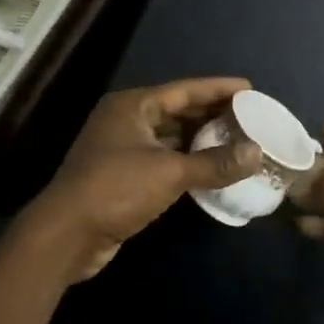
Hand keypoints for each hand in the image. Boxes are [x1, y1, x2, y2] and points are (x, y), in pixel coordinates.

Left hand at [25, 77, 260, 280]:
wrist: (66, 236)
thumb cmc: (116, 189)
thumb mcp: (169, 172)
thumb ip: (214, 162)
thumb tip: (257, 153)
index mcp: (133, 106)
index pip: (184, 90)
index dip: (218, 89)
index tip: (249, 88)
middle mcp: (126, 120)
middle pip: (177, 111)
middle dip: (212, 114)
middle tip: (249, 116)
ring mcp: (122, 149)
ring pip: (170, 137)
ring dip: (201, 139)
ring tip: (237, 140)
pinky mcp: (122, 176)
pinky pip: (163, 160)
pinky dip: (187, 161)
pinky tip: (211, 168)